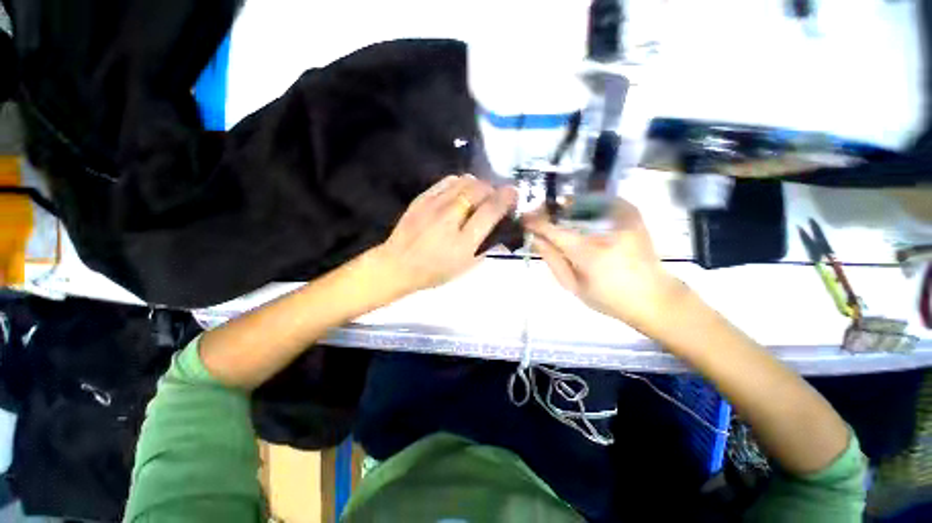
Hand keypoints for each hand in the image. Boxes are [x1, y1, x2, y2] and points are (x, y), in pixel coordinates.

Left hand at [374, 174, 517, 295]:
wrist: (398, 265)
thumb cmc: (435, 271)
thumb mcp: (466, 267)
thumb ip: (486, 246)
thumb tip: (502, 228)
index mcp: (463, 242)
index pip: (491, 210)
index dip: (507, 198)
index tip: (513, 194)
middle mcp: (450, 219)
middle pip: (479, 190)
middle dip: (494, 190)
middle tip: (495, 198)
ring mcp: (434, 205)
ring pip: (465, 181)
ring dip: (478, 185)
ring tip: (479, 195)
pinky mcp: (422, 198)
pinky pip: (448, 181)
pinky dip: (460, 184)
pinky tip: (460, 193)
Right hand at [523, 199, 685, 333]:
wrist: (654, 296)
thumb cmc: (609, 298)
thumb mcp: (572, 285)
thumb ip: (551, 259)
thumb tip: (533, 237)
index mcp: (588, 252)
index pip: (553, 229)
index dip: (535, 222)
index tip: (523, 220)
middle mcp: (605, 228)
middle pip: (566, 209)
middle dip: (549, 212)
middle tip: (538, 219)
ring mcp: (621, 216)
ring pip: (581, 201)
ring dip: (564, 209)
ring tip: (557, 220)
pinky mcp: (631, 213)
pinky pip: (599, 200)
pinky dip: (584, 206)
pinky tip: (579, 218)